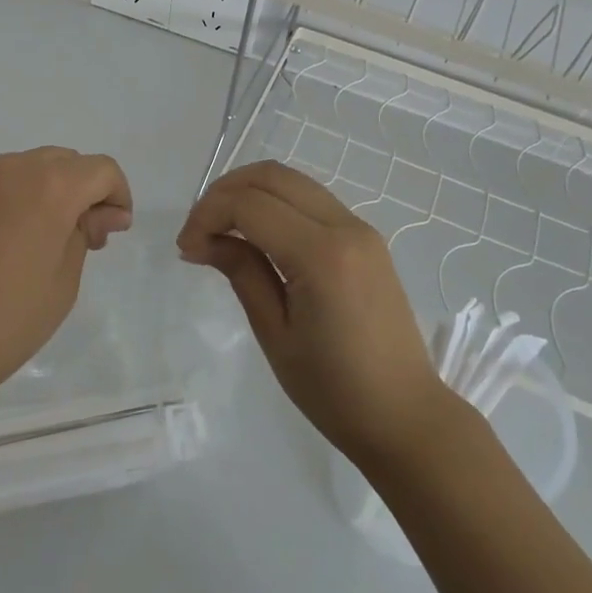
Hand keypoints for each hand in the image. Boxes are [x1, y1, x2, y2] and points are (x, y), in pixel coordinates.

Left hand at [0, 148, 132, 439]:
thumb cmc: (0, 326)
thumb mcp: (63, 286)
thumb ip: (84, 235)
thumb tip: (98, 213)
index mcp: (48, 187)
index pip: (100, 169)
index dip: (116, 196)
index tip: (109, 232)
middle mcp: (6, 167)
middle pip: (58, 162)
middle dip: (76, 191)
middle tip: (72, 239)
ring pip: (14, 170)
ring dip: (32, 194)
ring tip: (19, 245)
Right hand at [178, 160, 457, 469]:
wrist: (405, 416)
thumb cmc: (334, 389)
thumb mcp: (275, 334)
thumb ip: (242, 272)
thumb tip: (203, 240)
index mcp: (321, 255)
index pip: (250, 205)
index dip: (208, 215)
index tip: (186, 248)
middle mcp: (344, 226)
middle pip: (271, 176)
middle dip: (225, 192)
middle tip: (199, 230)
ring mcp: (360, 228)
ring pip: (292, 181)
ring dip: (249, 192)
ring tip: (221, 229)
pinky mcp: (366, 238)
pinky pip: (311, 200)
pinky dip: (275, 203)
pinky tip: (256, 234)